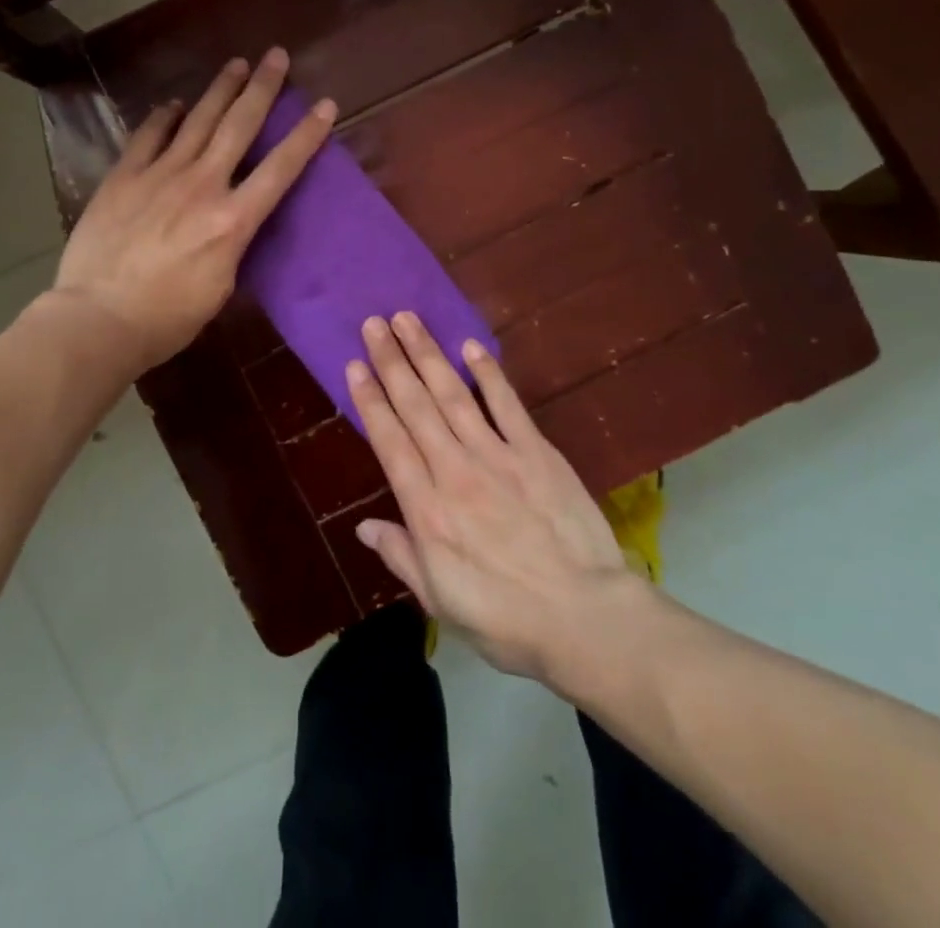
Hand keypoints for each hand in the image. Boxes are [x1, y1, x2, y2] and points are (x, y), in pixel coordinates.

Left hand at [52, 49, 334, 369]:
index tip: (324, 104)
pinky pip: (148, 136)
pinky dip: (163, 117)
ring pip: (197, 120)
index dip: (306, 135)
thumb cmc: (167, 318)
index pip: (280, 168)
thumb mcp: (220, 288)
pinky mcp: (124, 177)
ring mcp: (160, 175)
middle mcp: (202, 185)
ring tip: (237, 64)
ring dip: (220, 89)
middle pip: (239, 126)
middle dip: (262, 88)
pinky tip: (173, 105)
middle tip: (277, 56)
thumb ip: (233, 245)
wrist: (98, 318)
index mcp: (233, 220)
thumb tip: (233, 223)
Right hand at [347, 312, 651, 685]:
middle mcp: (454, 472)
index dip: (370, 400)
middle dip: (392, 362)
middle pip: (416, 406)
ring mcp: (497, 456)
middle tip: (374, 323)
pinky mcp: (536, 453)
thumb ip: (401, 557)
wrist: (585, 619)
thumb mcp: (440, 602)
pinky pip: (507, 405)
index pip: (390, 442)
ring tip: (408, 320)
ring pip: (453, 395)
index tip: (355, 365)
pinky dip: (488, 374)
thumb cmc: (506, 619)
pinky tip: (470, 347)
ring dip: (428, 355)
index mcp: (427, 511)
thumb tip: (365, 526)